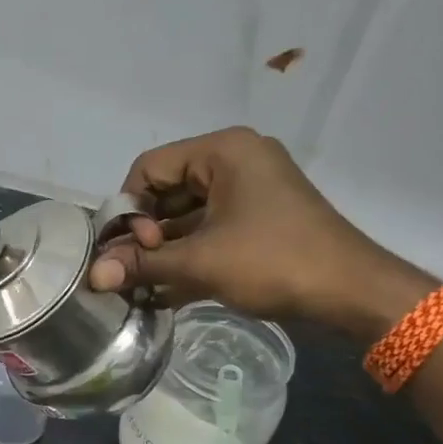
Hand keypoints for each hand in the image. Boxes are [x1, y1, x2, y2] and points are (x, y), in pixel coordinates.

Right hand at [87, 127, 434, 338]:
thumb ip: (142, 264)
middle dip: (142, 234)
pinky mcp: (254, 223)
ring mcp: (246, 194)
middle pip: (165, 191)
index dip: (129, 208)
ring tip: (137, 287)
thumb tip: (92, 276)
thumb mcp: (201, 262)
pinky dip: (184, 258)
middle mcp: (233, 162)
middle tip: (131, 271)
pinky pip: (206, 232)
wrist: (350, 291)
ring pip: (184, 217)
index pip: (150, 167)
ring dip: (160, 252)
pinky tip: (160, 292)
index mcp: (223, 151)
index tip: (129, 250)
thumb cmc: (274, 261)